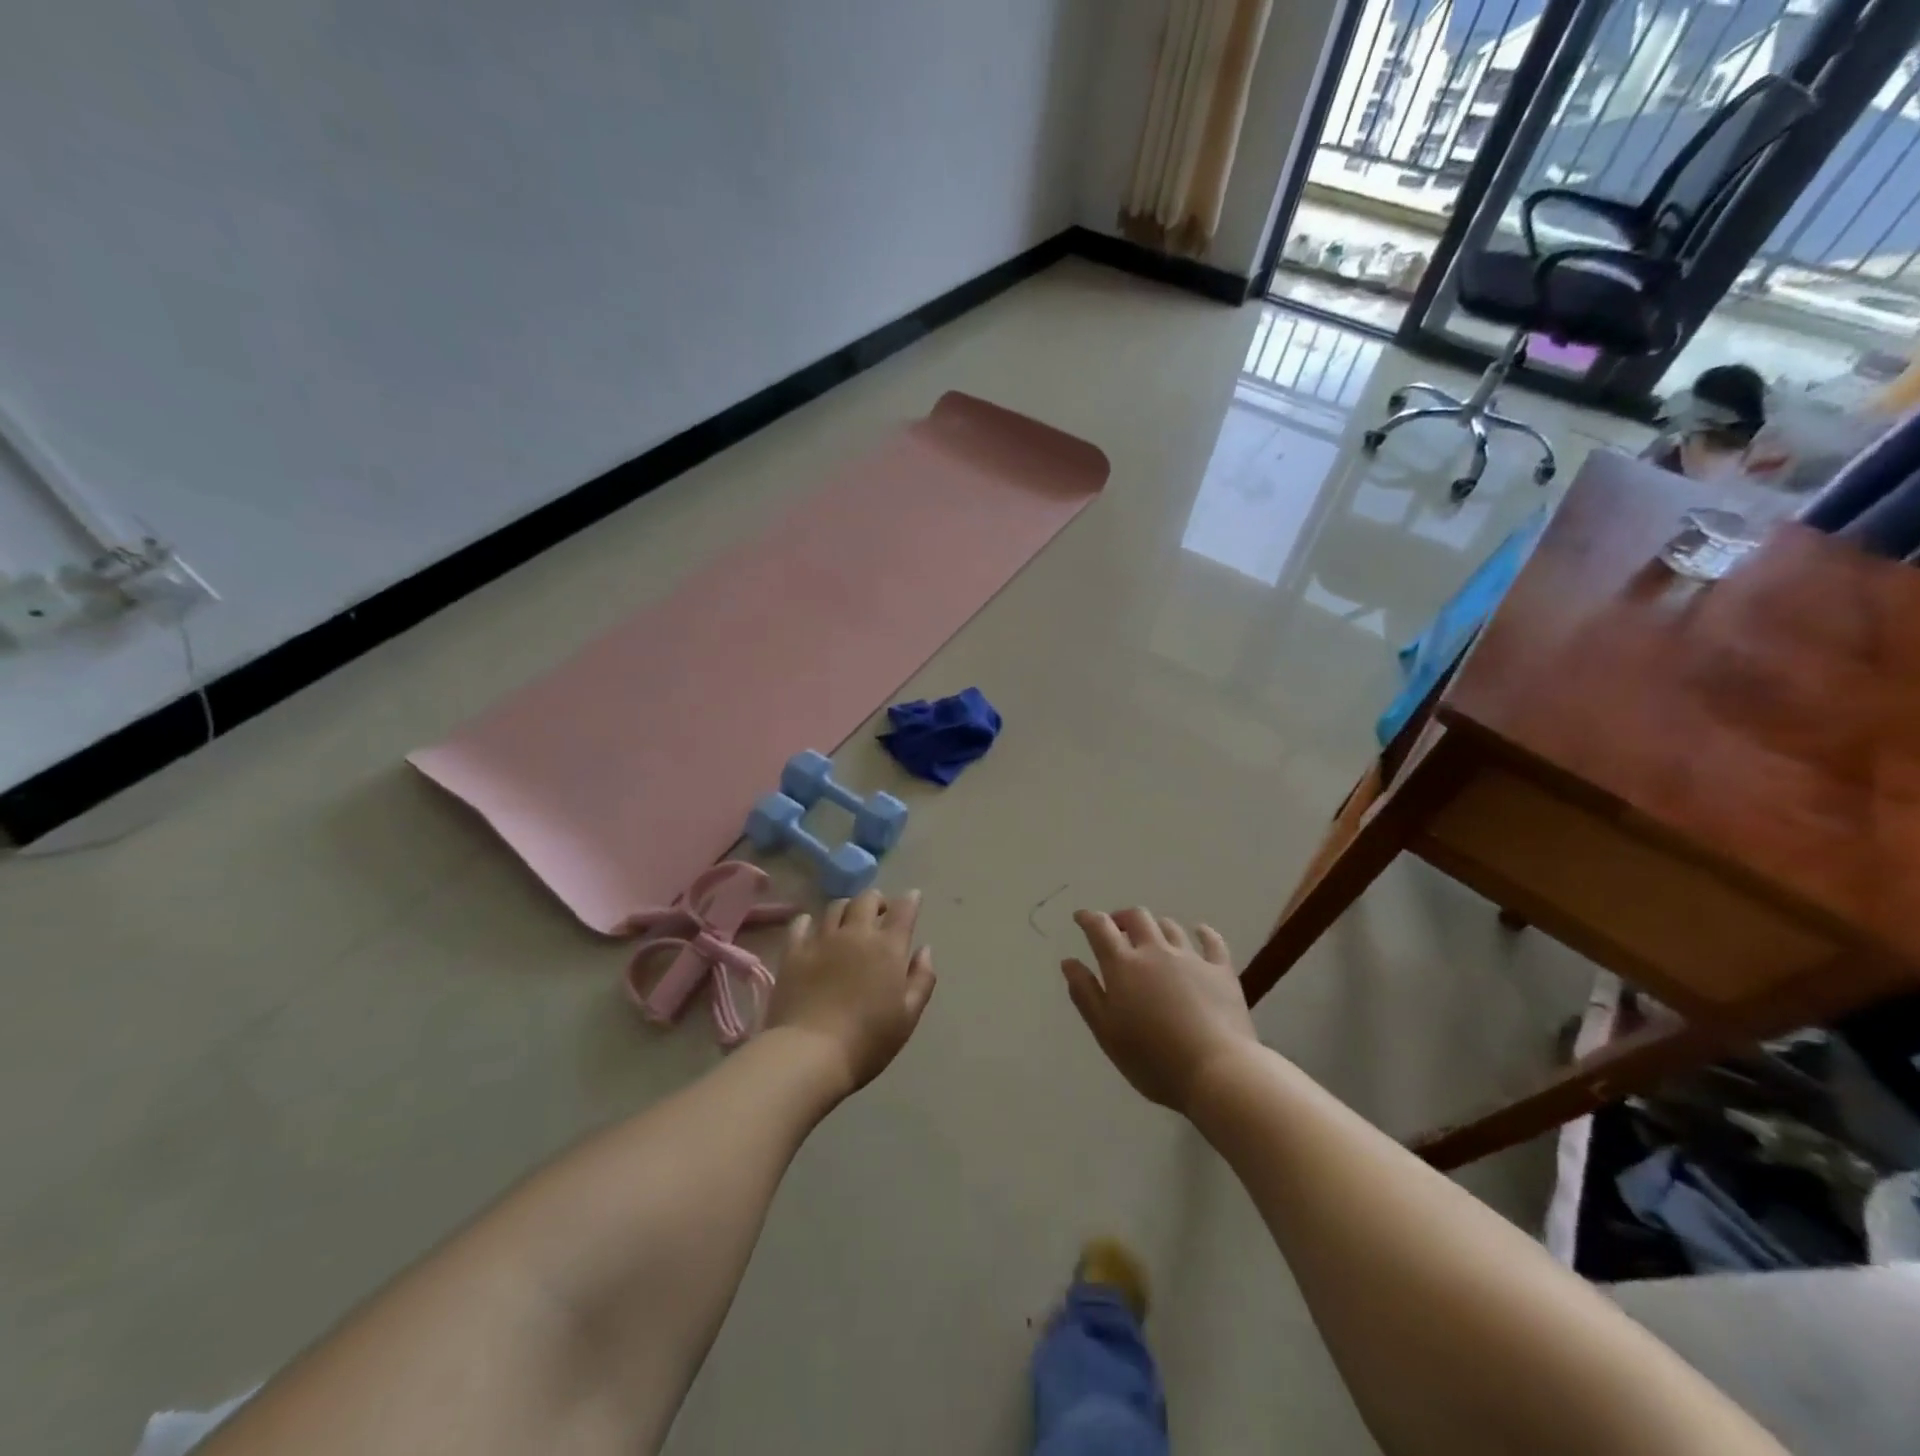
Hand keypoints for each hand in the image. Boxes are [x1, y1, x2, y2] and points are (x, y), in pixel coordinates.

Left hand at [765, 888, 936, 1096]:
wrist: (810, 1053)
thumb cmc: (868, 1040)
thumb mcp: (908, 1016)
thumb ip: (921, 979)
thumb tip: (925, 949)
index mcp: (888, 948)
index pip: (903, 910)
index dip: (910, 899)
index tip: (913, 897)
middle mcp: (856, 933)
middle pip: (867, 900)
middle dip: (877, 900)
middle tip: (879, 912)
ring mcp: (822, 939)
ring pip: (835, 907)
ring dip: (847, 908)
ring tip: (848, 920)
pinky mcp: (794, 951)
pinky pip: (801, 923)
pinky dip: (810, 921)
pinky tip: (812, 929)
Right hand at [1061, 908, 1257, 1114]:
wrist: (1216, 1071)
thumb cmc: (1152, 1059)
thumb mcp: (1106, 1032)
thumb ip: (1085, 994)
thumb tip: (1069, 962)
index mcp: (1123, 966)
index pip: (1100, 928)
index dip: (1088, 918)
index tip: (1081, 917)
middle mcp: (1155, 952)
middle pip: (1137, 918)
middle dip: (1122, 918)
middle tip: (1117, 929)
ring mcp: (1191, 958)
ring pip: (1170, 926)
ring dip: (1156, 926)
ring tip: (1152, 938)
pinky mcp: (1221, 970)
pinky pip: (1211, 940)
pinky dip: (1202, 932)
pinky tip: (1199, 932)